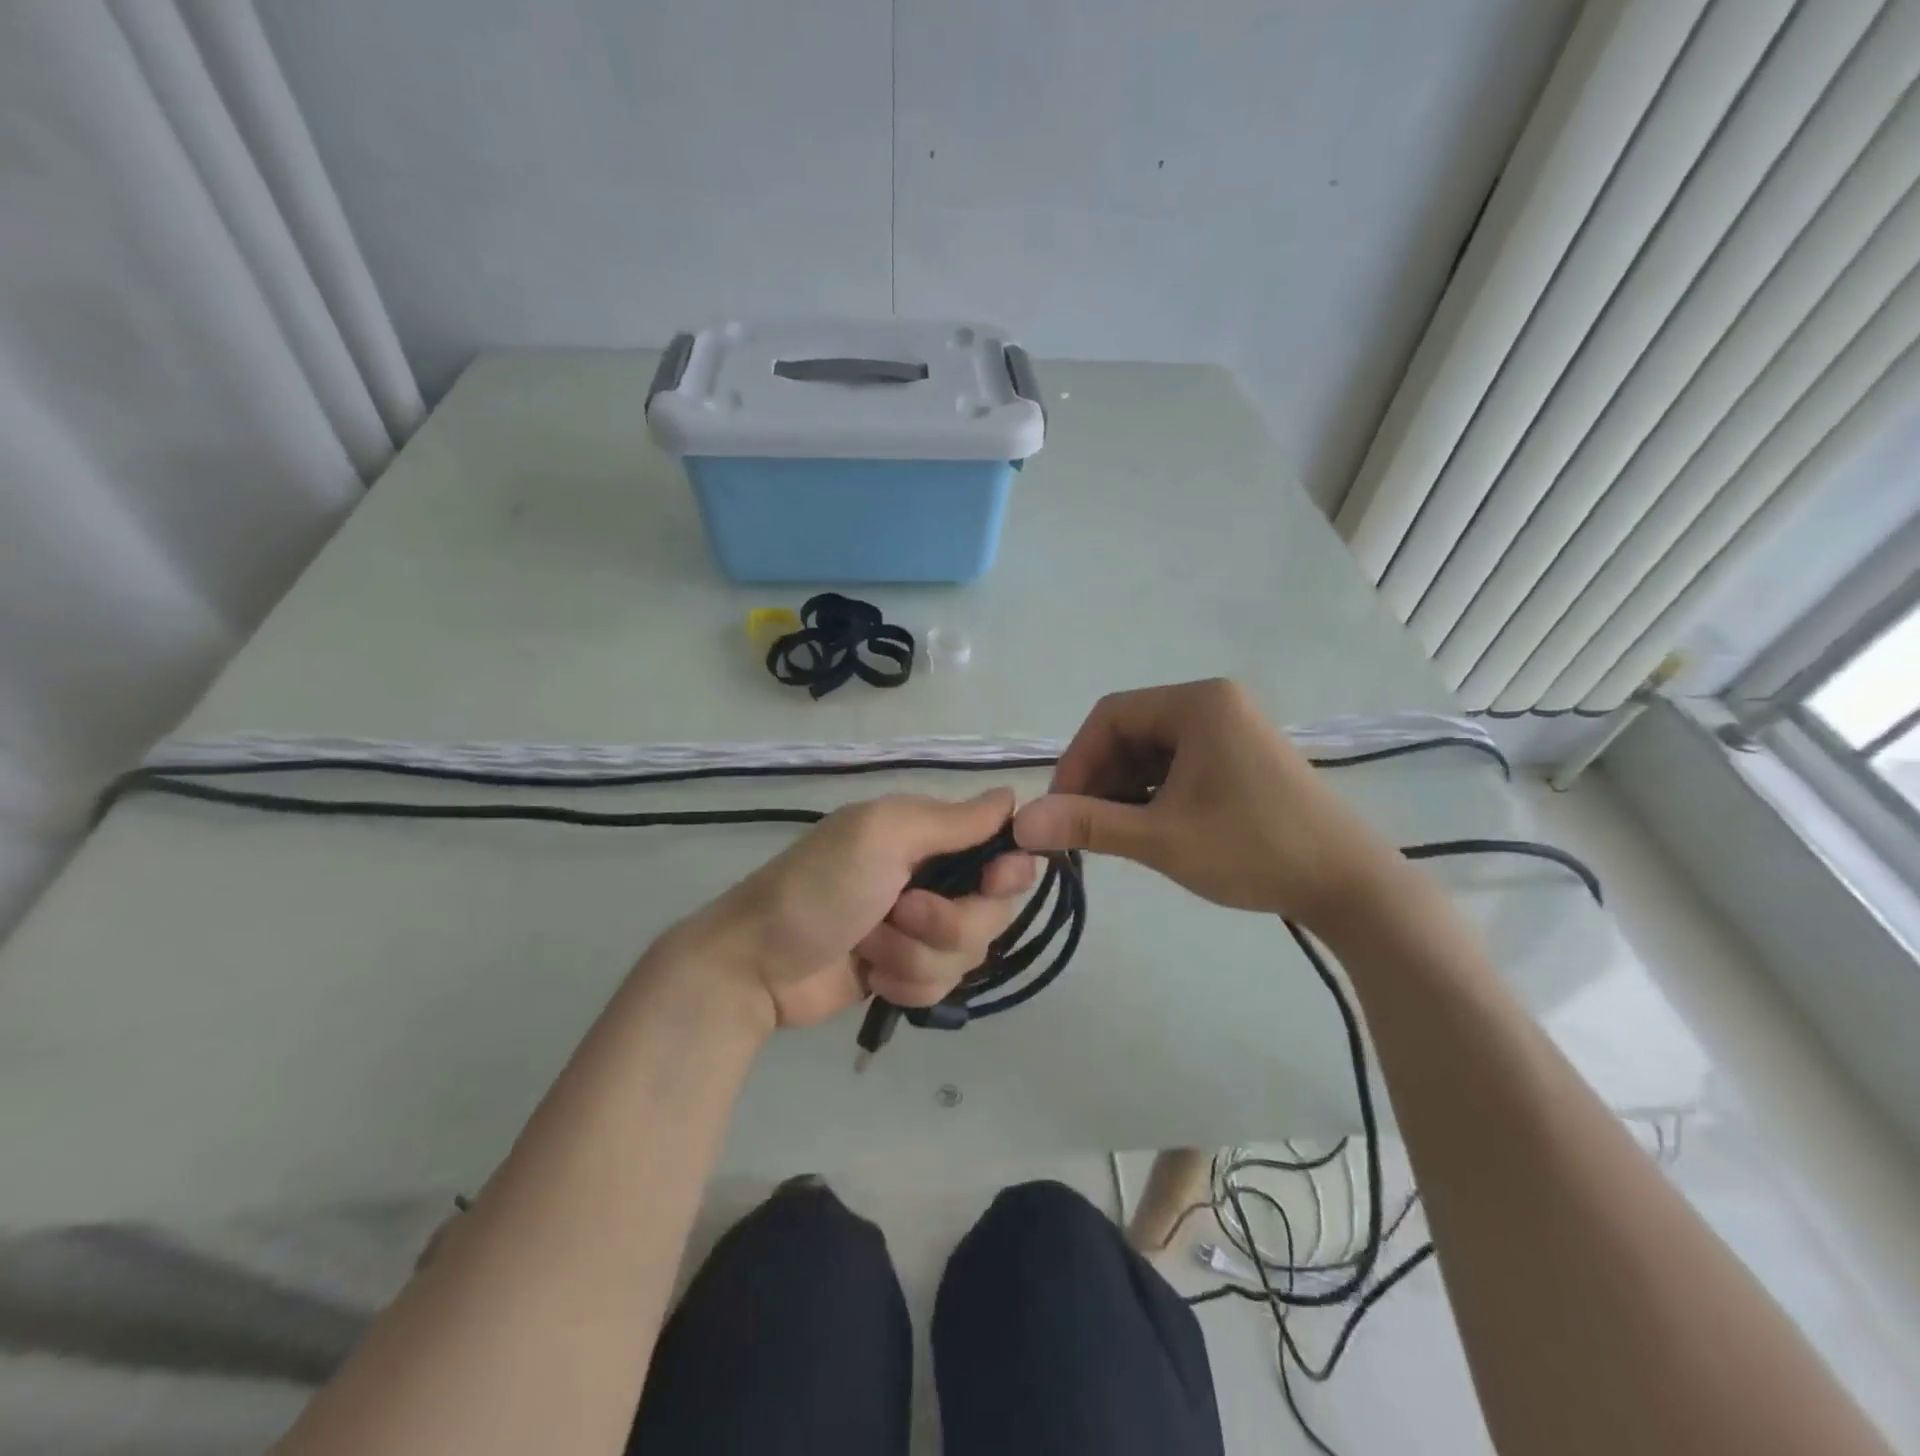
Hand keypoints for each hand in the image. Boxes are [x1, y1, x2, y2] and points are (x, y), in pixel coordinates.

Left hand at [670, 789, 1037, 1029]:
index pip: (1002, 850)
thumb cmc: (819, 888)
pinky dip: (906, 984)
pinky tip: (871, 977)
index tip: (991, 884)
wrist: (755, 965)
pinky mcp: (904, 972)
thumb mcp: (883, 836)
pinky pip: (942, 987)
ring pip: (967, 954)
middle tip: (900, 914)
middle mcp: (930, 878)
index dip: (1007, 872)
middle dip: (948, 924)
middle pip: (992, 911)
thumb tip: (1013, 795)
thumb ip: (952, 820)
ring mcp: (918, 930)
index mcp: (927, 835)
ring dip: (916, 957)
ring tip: (869, 947)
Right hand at [1013, 679, 1399, 925]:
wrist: (1349, 886)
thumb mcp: (1160, 838)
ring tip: (1111, 836)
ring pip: (1151, 752)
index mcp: (1197, 703)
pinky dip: (1152, 794)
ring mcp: (1231, 730)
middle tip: (1081, 829)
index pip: (1110, 716)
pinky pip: (1178, 766)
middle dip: (1099, 780)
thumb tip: (1020, 824)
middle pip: (1130, 733)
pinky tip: (1146, 829)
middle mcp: (1214, 704)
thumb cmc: (1253, 850)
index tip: (1059, 810)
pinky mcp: (1240, 758)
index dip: (1075, 761)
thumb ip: (1087, 825)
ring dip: (1123, 790)